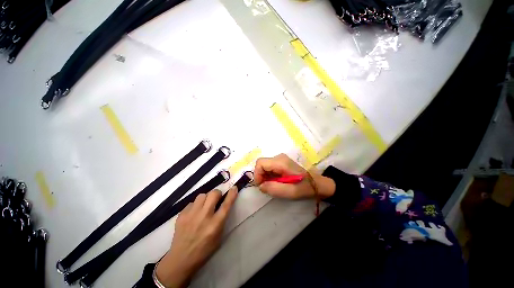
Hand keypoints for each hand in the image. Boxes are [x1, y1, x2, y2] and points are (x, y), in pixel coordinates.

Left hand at [156, 187, 237, 287]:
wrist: (181, 259)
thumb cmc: (204, 250)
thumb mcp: (219, 237)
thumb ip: (222, 219)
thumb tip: (223, 204)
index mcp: (215, 224)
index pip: (226, 205)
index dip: (231, 194)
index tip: (234, 187)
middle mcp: (204, 217)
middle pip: (213, 194)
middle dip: (217, 194)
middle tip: (216, 199)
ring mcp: (191, 215)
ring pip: (202, 195)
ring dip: (206, 198)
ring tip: (204, 206)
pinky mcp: (181, 215)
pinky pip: (191, 203)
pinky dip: (195, 206)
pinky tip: (194, 214)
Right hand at [254, 154, 334, 199]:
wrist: (317, 184)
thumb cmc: (304, 188)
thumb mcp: (290, 192)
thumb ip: (273, 189)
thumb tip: (260, 186)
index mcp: (281, 162)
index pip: (260, 163)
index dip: (257, 174)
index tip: (262, 186)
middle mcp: (279, 157)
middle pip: (262, 164)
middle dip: (261, 176)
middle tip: (267, 187)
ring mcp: (280, 159)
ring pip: (265, 166)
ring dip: (265, 176)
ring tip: (273, 185)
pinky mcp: (282, 162)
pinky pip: (270, 167)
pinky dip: (269, 175)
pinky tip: (276, 182)